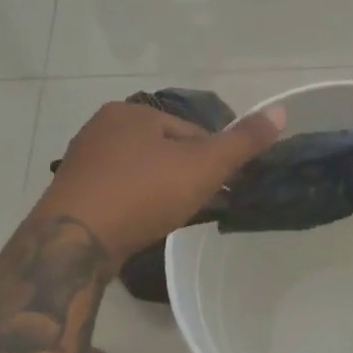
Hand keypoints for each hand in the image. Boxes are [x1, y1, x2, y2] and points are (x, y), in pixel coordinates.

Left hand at [35, 101, 285, 265]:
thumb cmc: (142, 193)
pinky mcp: (70, 194)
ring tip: (175, 218)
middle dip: (184, 175)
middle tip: (200, 205)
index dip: (212, 159)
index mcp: (131, 112)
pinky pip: (117, 193)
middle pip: (163, 150)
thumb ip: (243, 142)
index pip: (189, 131)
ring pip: (139, 173)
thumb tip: (282, 110)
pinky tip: (143, 225)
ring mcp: (82, 162)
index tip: (222, 188)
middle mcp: (101, 128)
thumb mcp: (203, 165)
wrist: (72, 242)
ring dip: (160, 191)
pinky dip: (135, 205)